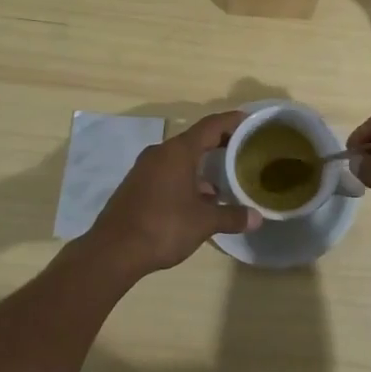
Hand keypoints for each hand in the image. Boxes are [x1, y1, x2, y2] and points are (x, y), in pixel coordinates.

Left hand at [81, 111, 260, 277]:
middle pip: (195, 140)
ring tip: (225, 179)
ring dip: (202, 165)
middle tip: (243, 149)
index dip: (231, 121)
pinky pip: (167, 172)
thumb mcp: (204, 223)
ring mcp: (145, 169)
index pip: (210, 126)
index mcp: (178, 152)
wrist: (113, 251)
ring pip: (180, 158)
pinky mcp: (136, 185)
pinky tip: (199, 200)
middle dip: (219, 144)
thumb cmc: (163, 227)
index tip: (249, 120)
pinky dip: (186, 178)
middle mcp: (160, 153)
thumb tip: (257, 218)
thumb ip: (231, 216)